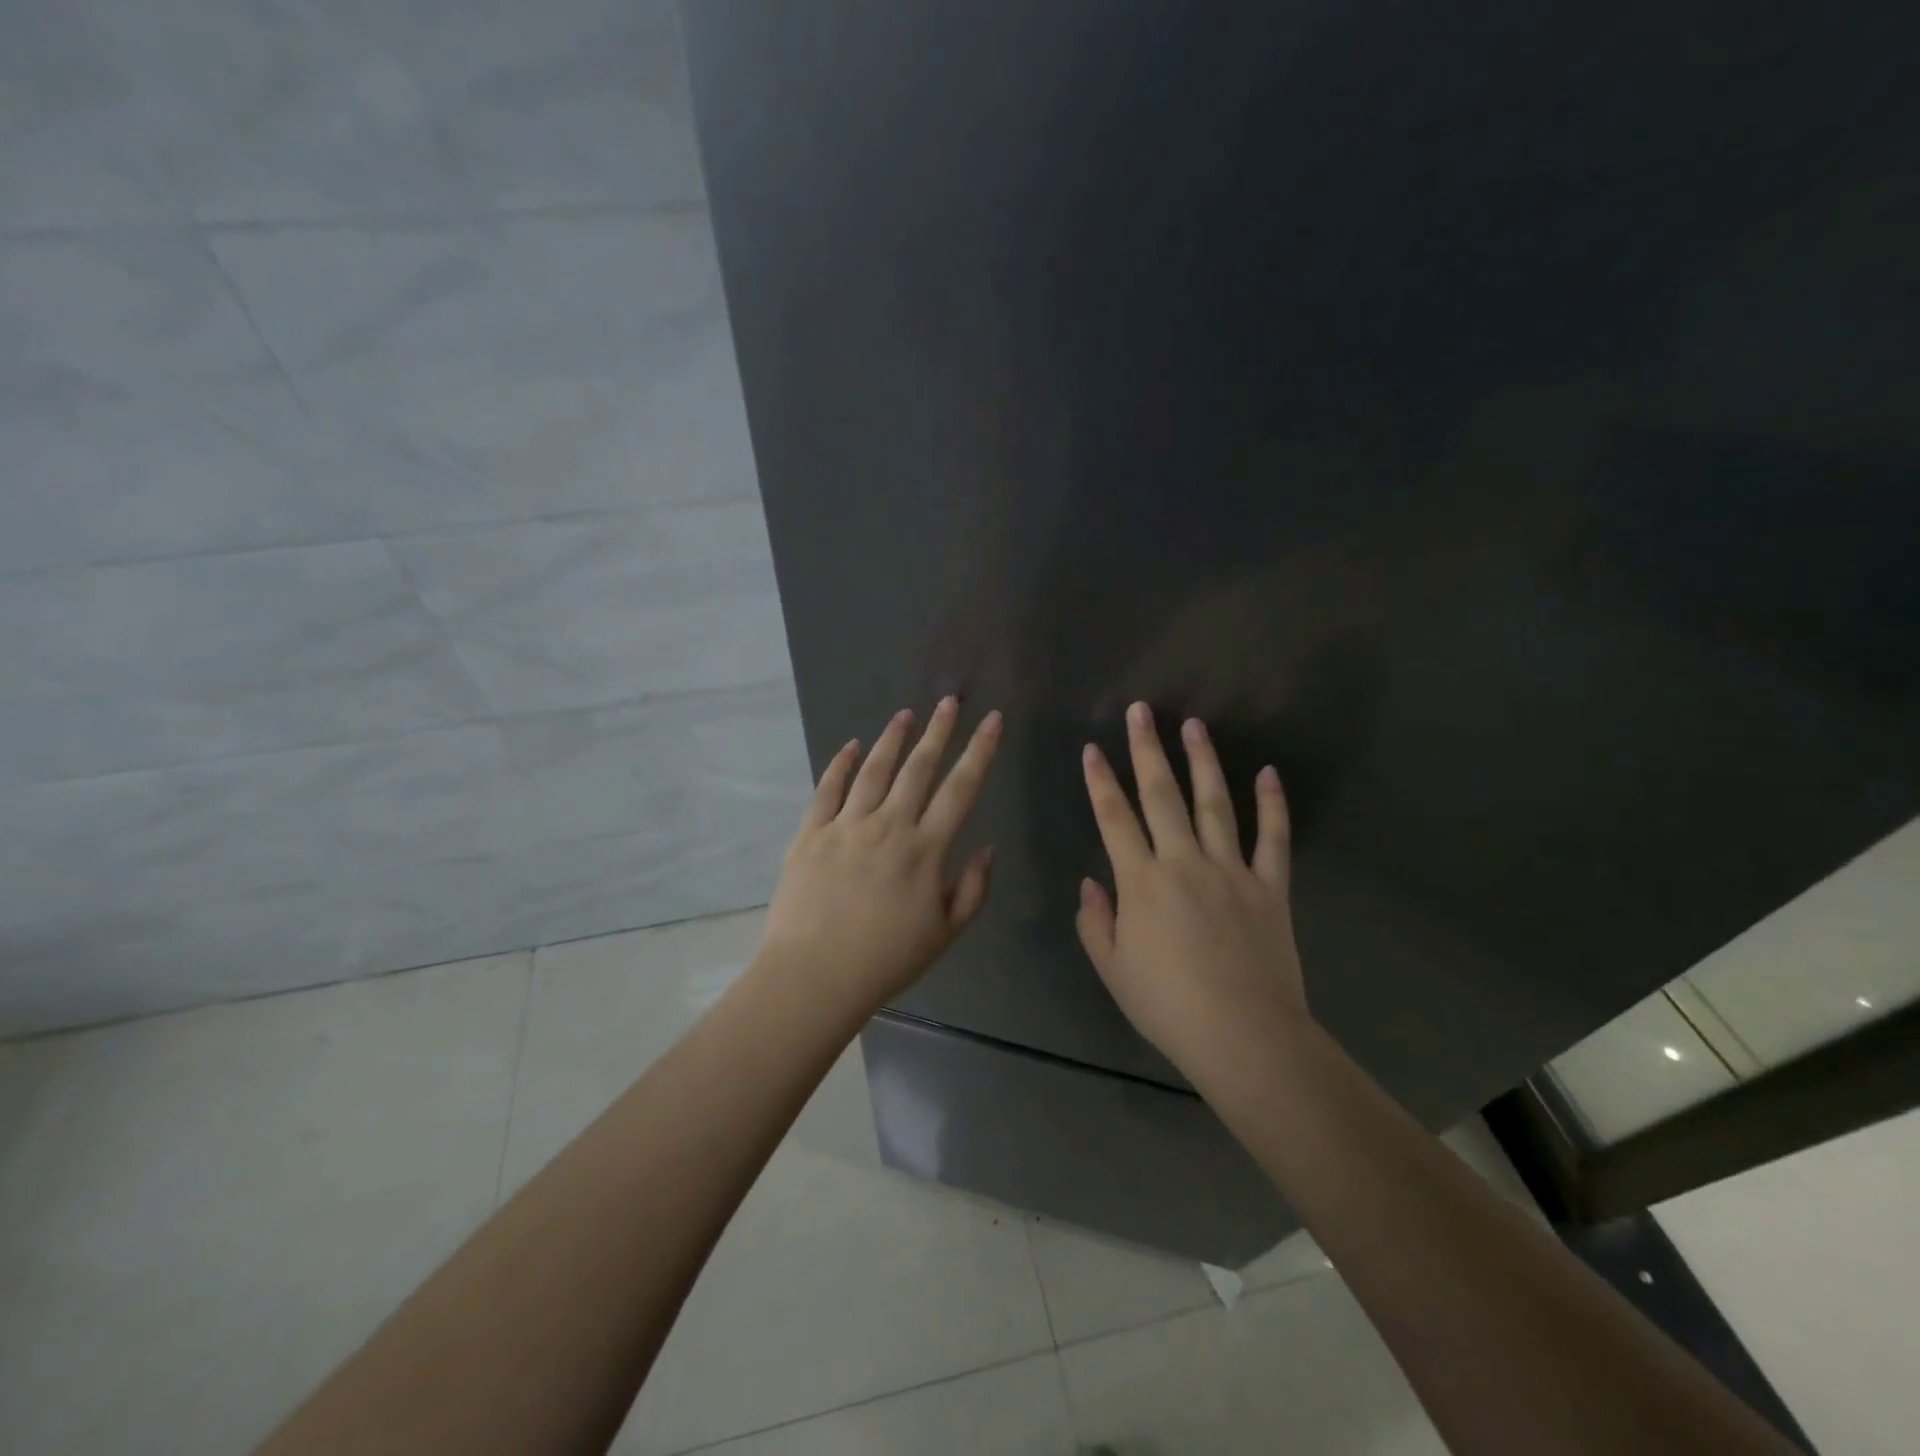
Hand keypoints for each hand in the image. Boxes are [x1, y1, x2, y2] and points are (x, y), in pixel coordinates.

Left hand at [760, 697, 1002, 1011]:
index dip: (979, 751)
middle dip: (938, 731)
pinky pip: (828, 789)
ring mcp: (846, 825)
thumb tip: (988, 848)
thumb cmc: (886, 960)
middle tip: (948, 701)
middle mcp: (889, 826)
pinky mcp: (811, 833)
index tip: (991, 720)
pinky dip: (840, 764)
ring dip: (892, 739)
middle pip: (918, 768)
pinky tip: (852, 746)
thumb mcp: (945, 933)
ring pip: (874, 771)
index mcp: (926, 849)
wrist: (815, 975)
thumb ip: (973, 889)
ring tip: (905, 714)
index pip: (960, 788)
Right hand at [1075, 702, 1308, 1081]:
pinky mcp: (1270, 886)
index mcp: (1142, 882)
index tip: (1092, 750)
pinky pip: (1274, 838)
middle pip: (1162, 795)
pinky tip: (1268, 773)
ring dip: (1203, 761)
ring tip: (1193, 725)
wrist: (1244, 1036)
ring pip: (1215, 804)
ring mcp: (1232, 870)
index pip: (1114, 819)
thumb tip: (1091, 883)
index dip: (1100, 782)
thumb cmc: (1168, 1007)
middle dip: (1147, 750)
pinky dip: (1273, 804)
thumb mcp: (1113, 970)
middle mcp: (1184, 862)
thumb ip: (1096, 923)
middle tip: (1141, 711)